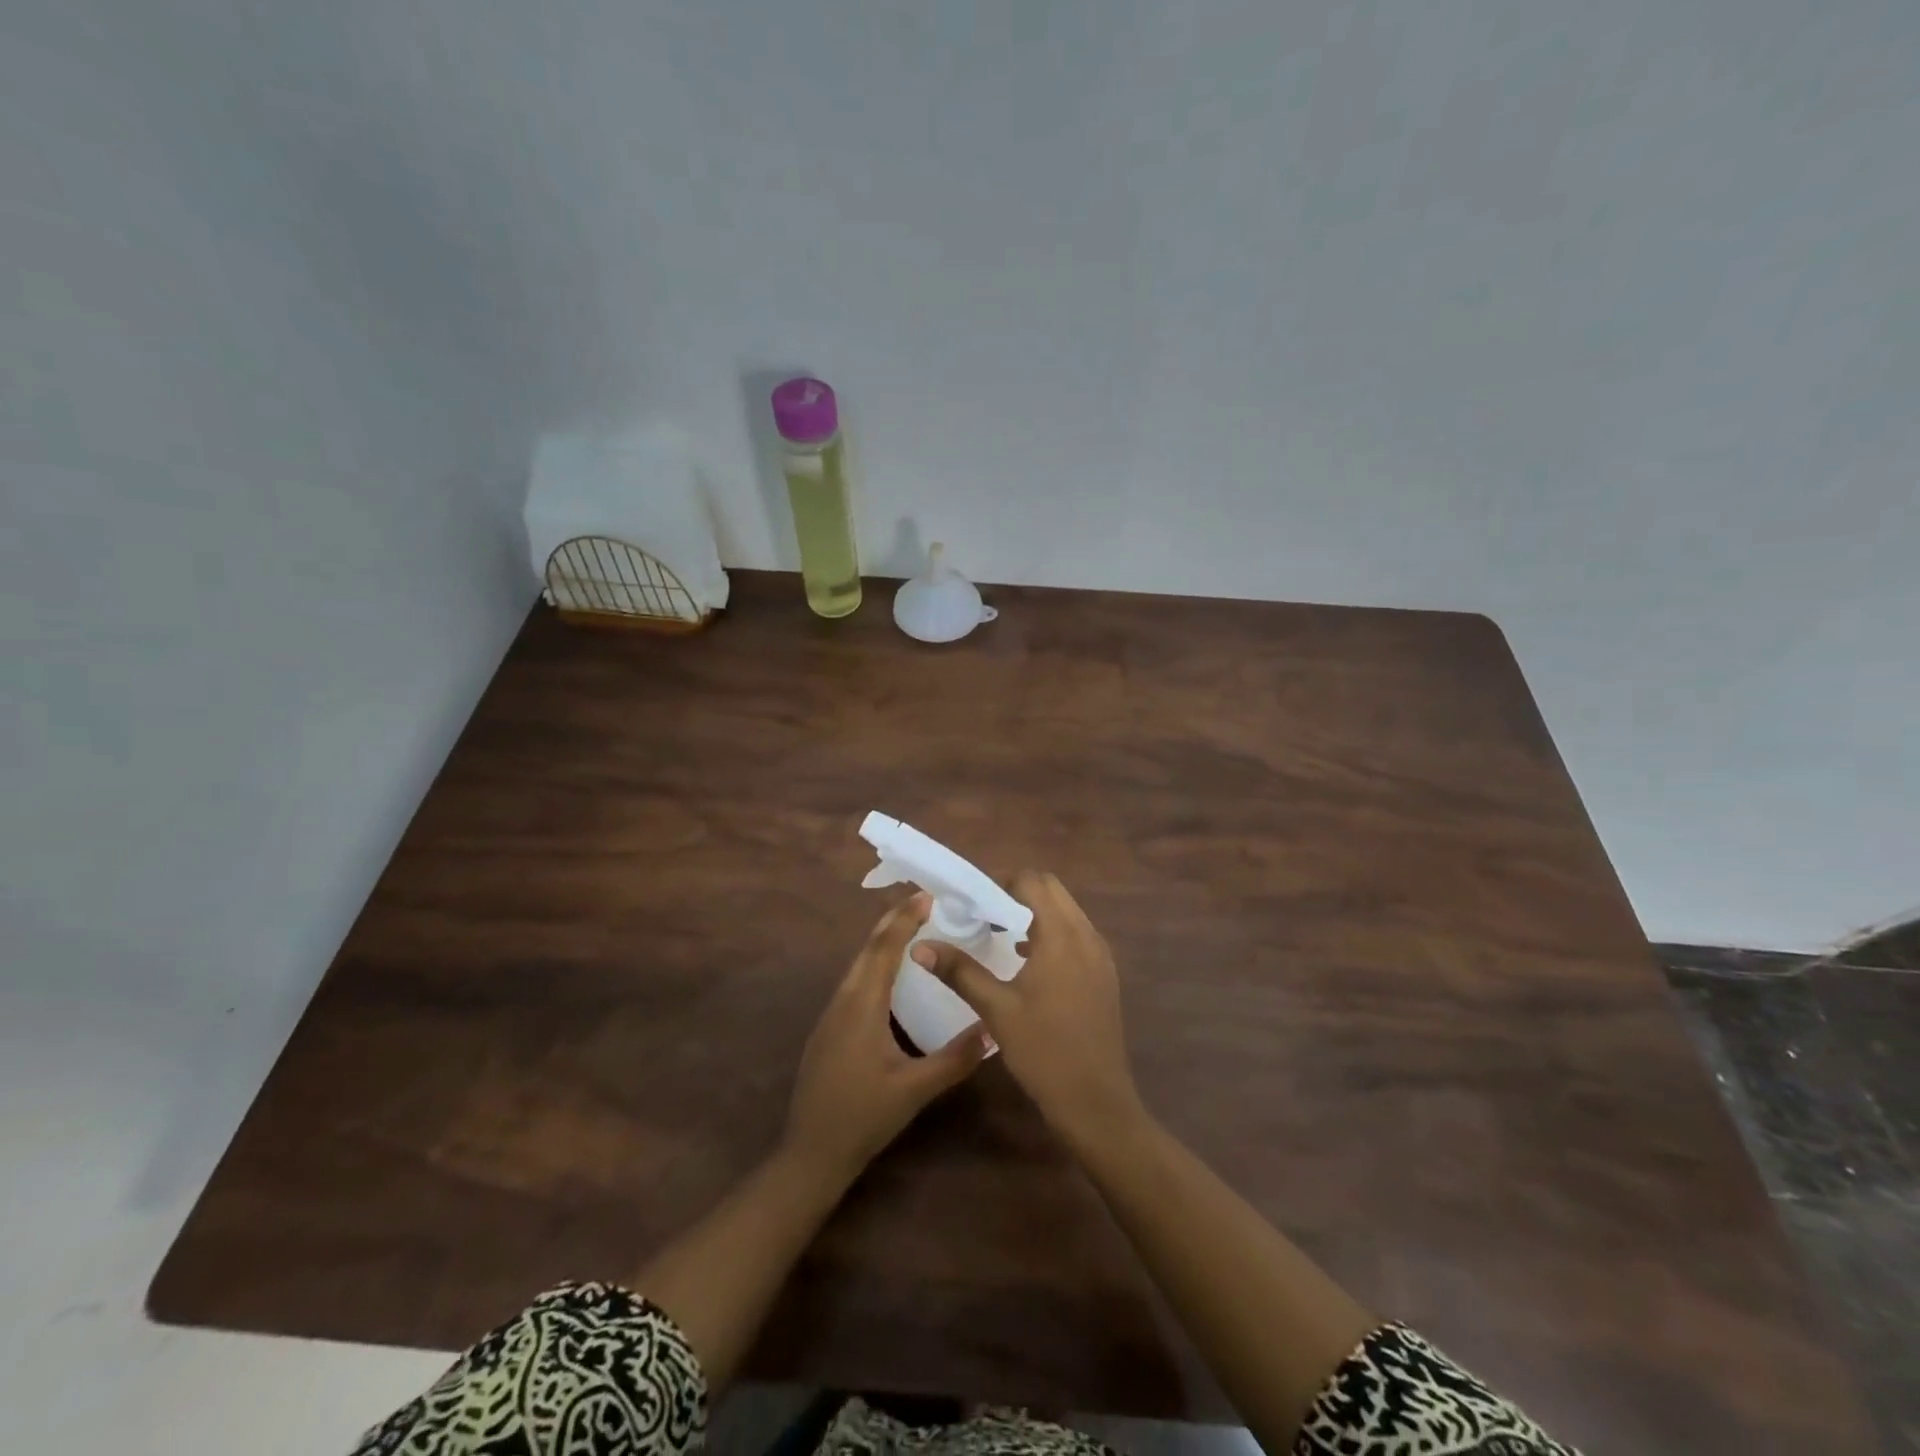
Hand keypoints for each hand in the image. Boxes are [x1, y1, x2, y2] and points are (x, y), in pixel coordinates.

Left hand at [784, 893, 990, 1184]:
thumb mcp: (914, 1090)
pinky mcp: (828, 1029)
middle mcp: (843, 1000)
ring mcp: (831, 1014)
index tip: (926, 896)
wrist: (810, 1152)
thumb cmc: (863, 1117)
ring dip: (882, 943)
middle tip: (924, 904)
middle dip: (893, 922)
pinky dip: (874, 965)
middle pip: (867, 949)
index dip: (904, 919)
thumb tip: (993, 1029)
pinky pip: (854, 982)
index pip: (884, 949)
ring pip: (858, 965)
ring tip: (911, 931)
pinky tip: (890, 978)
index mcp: (862, 1006)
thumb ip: (954, 1059)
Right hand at [911, 871, 1142, 1154]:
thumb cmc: (1043, 1051)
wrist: (1096, 1102)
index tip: (973, 901)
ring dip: (1036, 913)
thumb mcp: (996, 1009)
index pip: (1033, 881)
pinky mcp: (1105, 974)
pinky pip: (1077, 935)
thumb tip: (920, 946)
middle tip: (984, 914)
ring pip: (1067, 912)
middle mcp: (1087, 935)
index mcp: (1062, 935)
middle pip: (1052, 890)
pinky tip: (1028, 961)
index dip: (1001, 882)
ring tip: (1001, 934)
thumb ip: (960, 971)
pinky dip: (1052, 933)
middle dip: (1017, 893)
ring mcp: (1101, 955)